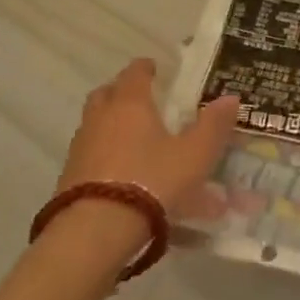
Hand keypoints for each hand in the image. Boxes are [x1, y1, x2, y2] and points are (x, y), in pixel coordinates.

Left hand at [61, 59, 241, 212]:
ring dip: (111, 125)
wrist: (95, 232)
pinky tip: (124, 174)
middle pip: (106, 94)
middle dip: (121, 92)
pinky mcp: (69, 179)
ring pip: (95, 125)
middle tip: (141, 100)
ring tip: (136, 141)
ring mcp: (80, 149)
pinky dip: (105, 156)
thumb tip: (231, 97)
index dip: (145, 68)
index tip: (154, 68)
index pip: (134, 73)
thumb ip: (213, 125)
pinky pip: (90, 156)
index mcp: (130, 104)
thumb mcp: (195, 154)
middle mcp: (100, 119)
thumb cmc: (152, 180)